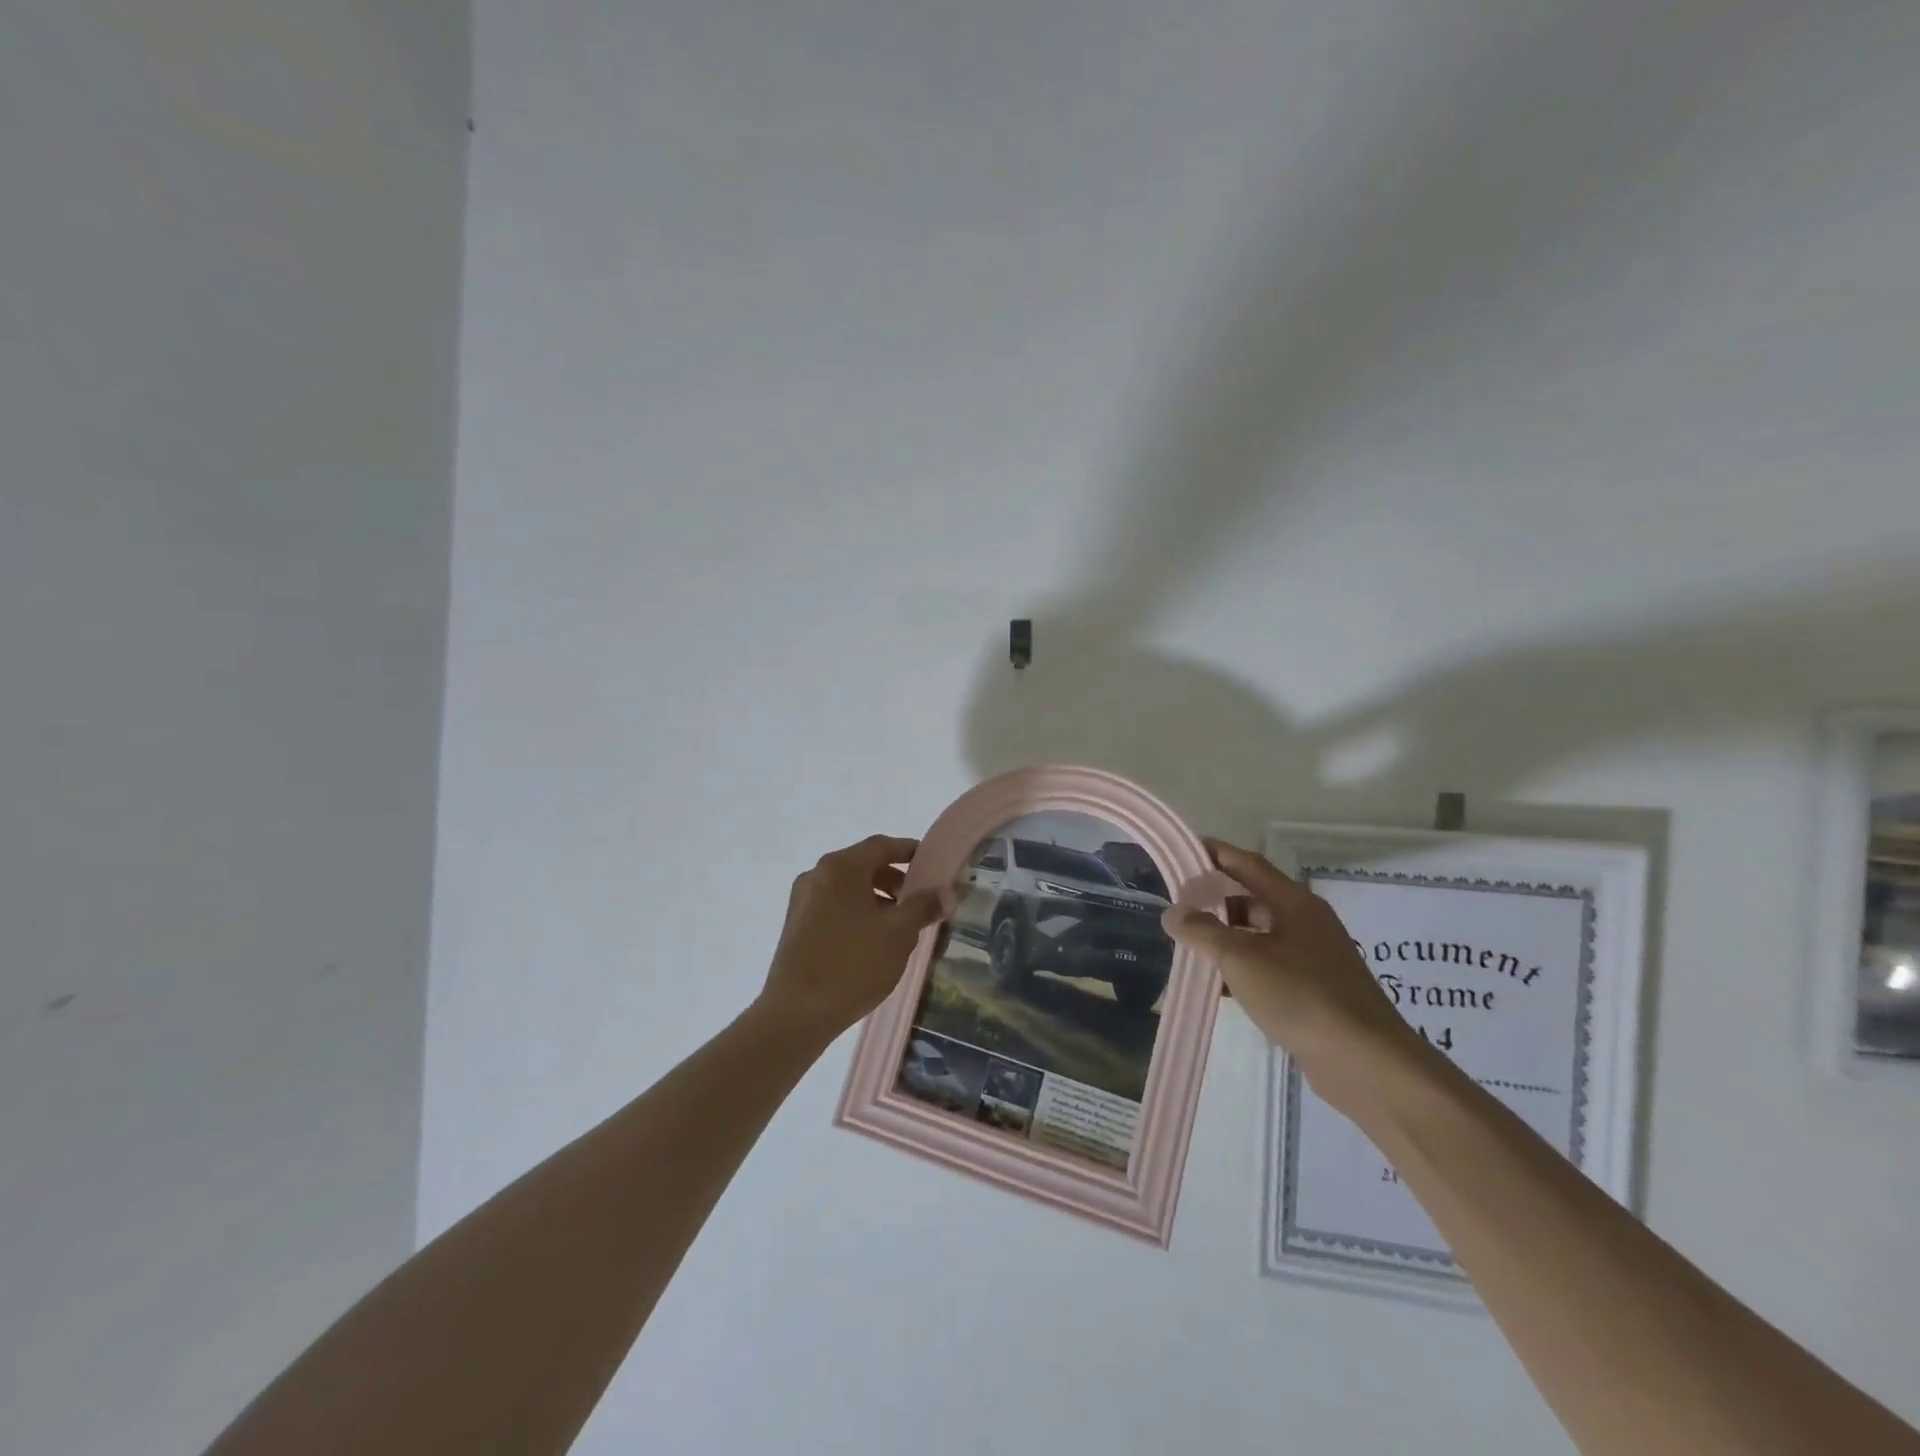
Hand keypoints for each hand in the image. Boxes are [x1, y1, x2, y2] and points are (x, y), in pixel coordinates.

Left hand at [756, 835, 949, 1042]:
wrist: (796, 1013)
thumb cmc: (853, 964)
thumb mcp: (899, 933)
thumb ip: (924, 907)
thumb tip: (945, 893)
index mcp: (840, 867)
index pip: (882, 845)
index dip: (910, 851)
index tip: (933, 864)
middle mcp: (817, 875)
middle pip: (864, 865)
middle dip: (895, 879)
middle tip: (920, 900)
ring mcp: (802, 901)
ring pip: (848, 888)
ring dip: (877, 898)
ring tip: (900, 926)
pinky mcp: (796, 926)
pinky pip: (834, 906)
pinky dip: (857, 912)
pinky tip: (873, 942)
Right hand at [1162, 840, 1429, 1110]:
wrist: (1366, 1063)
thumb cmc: (1301, 996)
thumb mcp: (1241, 958)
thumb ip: (1202, 932)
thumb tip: (1173, 912)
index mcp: (1294, 902)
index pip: (1247, 864)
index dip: (1215, 853)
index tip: (1184, 849)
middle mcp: (1306, 923)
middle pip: (1252, 900)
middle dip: (1214, 902)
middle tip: (1177, 907)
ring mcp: (1313, 958)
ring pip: (1258, 936)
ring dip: (1225, 939)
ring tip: (1188, 948)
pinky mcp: (1314, 991)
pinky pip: (1268, 967)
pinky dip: (1242, 969)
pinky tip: (1217, 986)